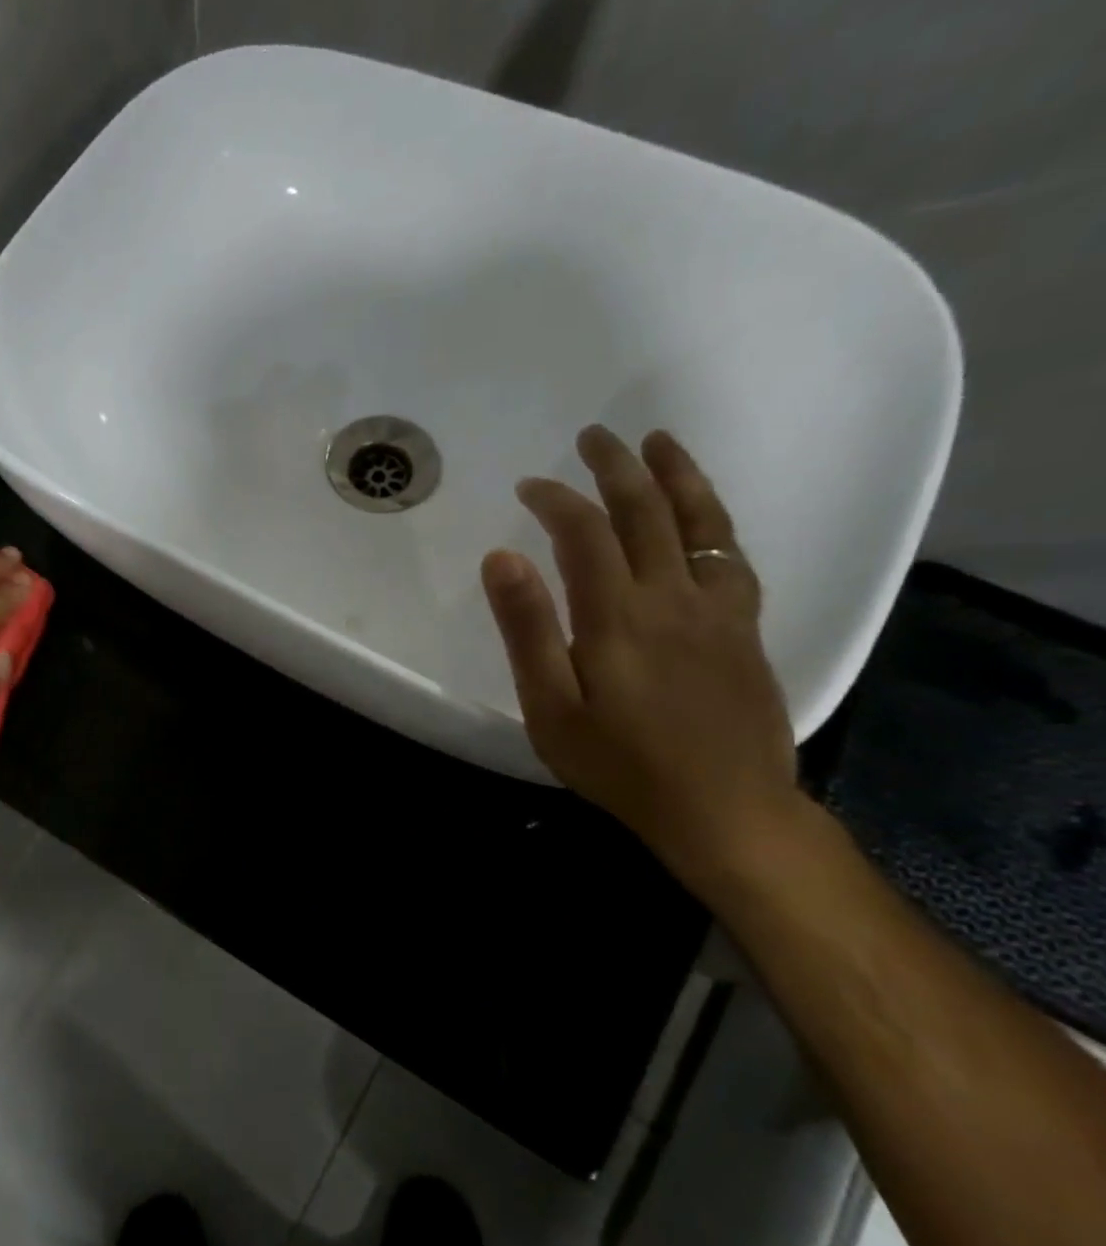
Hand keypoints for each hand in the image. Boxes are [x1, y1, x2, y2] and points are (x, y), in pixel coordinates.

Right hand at [482, 426, 802, 883]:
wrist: (724, 808)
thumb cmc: (620, 765)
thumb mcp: (551, 707)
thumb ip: (528, 630)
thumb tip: (502, 558)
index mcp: (618, 617)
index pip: (585, 533)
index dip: (557, 500)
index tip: (529, 486)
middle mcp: (674, 597)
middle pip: (647, 512)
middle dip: (616, 468)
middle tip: (592, 437)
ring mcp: (719, 610)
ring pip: (702, 523)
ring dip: (676, 476)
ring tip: (658, 442)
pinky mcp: (745, 629)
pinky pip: (732, 556)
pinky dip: (714, 520)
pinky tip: (702, 514)